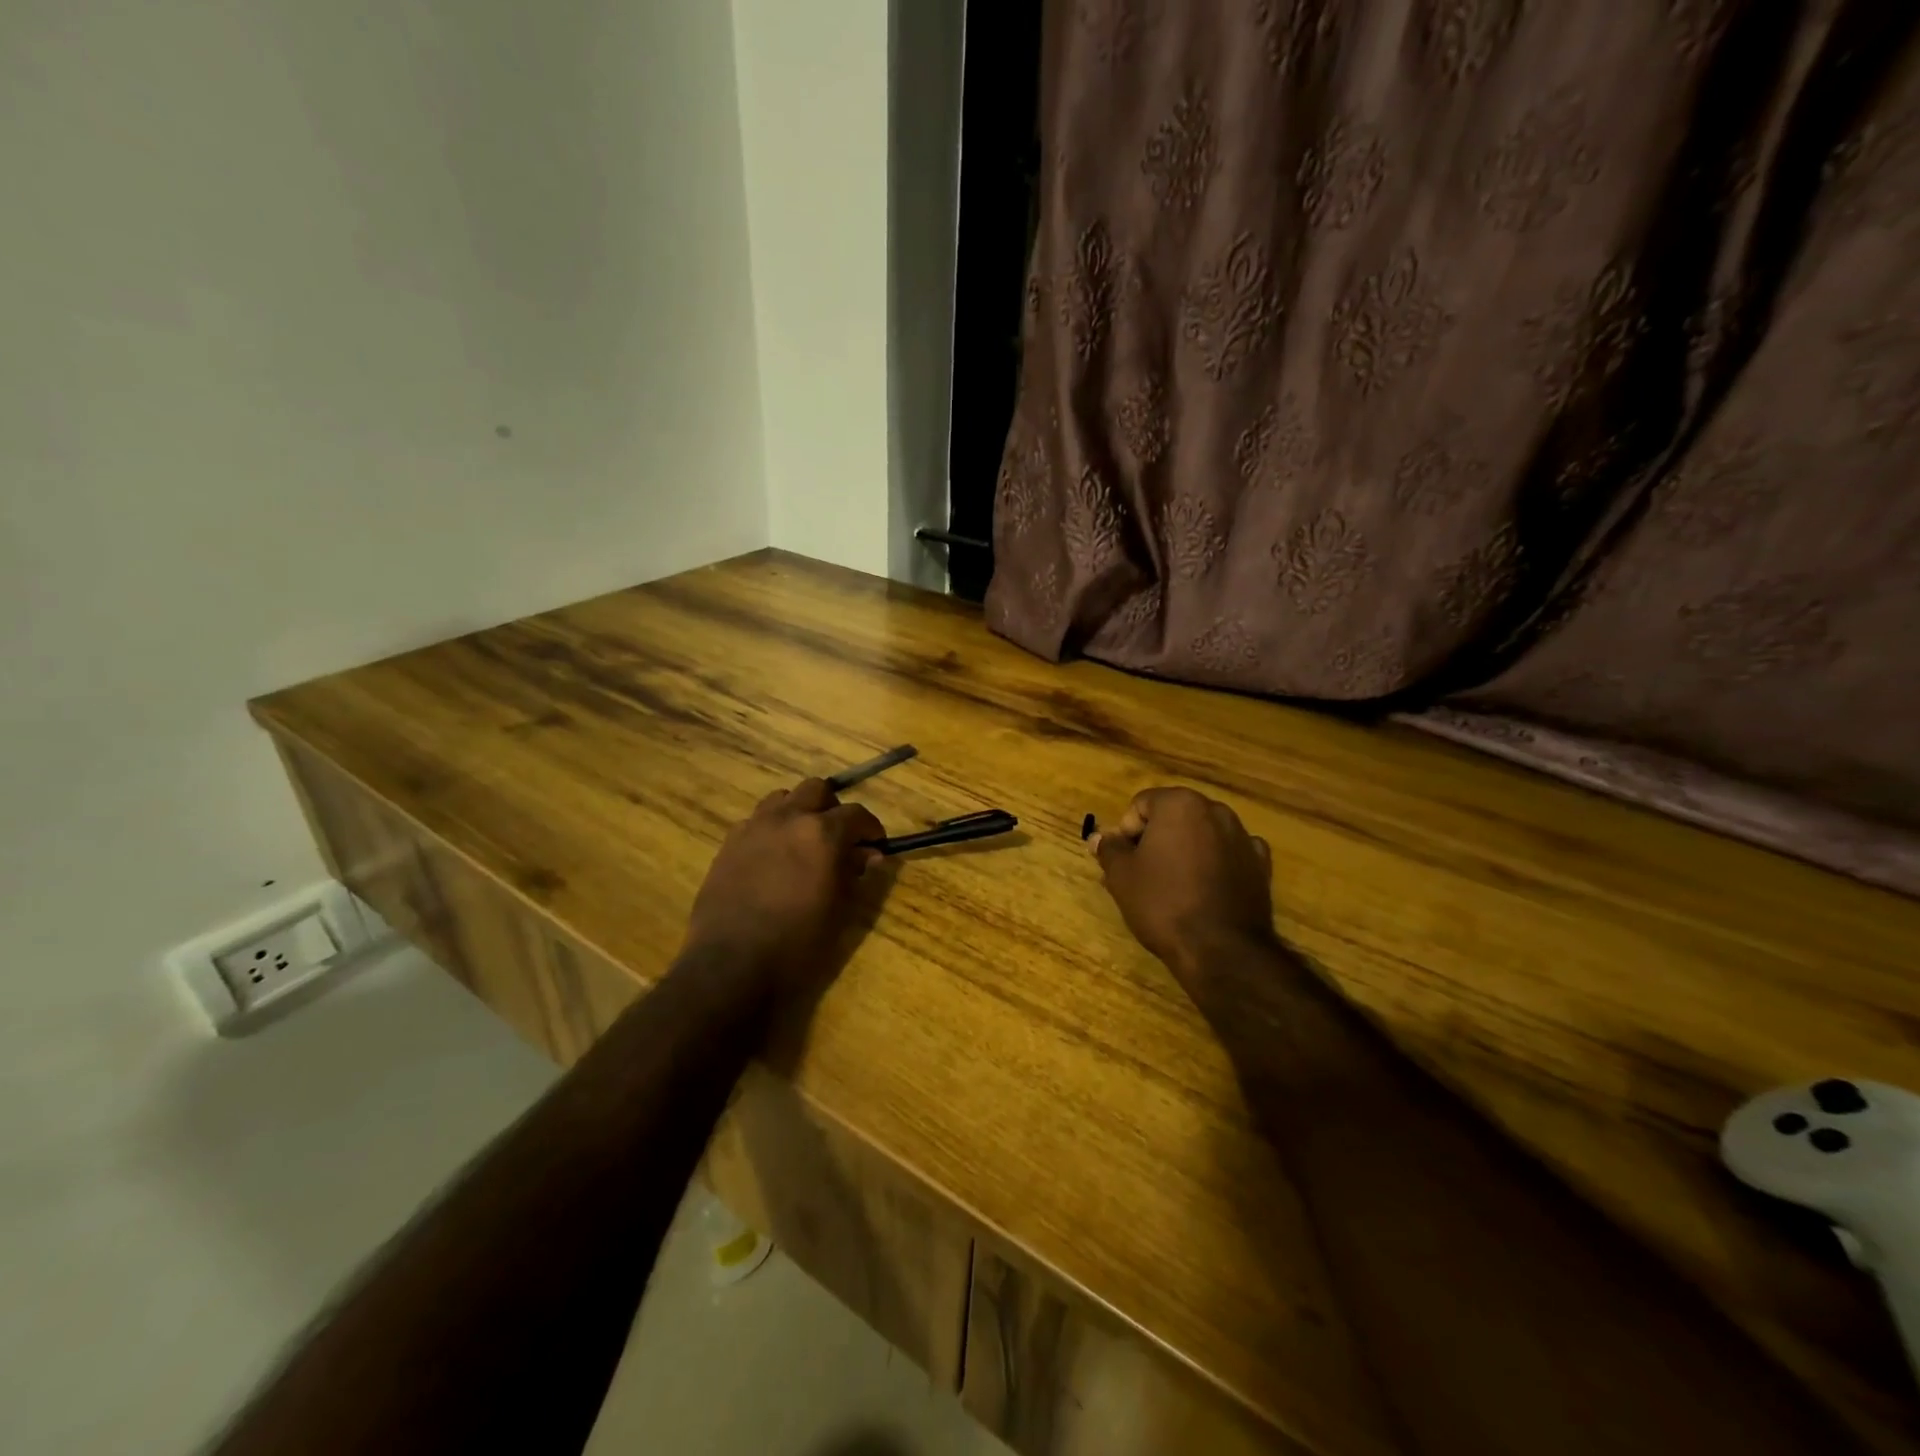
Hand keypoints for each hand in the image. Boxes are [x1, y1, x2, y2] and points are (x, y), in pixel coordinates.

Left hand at [681, 778, 885, 994]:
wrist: (731, 964)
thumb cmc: (797, 943)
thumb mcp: (840, 911)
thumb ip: (858, 874)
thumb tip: (870, 855)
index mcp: (822, 833)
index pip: (857, 814)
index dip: (871, 828)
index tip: (876, 845)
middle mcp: (788, 818)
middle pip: (817, 789)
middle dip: (833, 808)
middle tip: (839, 837)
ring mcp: (754, 827)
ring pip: (783, 798)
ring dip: (799, 811)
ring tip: (803, 841)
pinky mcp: (729, 842)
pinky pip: (756, 820)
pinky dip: (771, 828)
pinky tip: (772, 857)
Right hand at [1092, 787, 1277, 989]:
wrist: (1221, 949)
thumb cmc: (1163, 903)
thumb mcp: (1122, 876)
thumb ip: (1109, 849)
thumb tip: (1100, 837)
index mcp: (1180, 804)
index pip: (1141, 804)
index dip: (1125, 831)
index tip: (1122, 861)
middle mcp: (1216, 811)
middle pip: (1174, 816)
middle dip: (1154, 839)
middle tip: (1140, 873)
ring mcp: (1243, 837)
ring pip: (1202, 835)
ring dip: (1184, 850)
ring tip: (1171, 886)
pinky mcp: (1261, 865)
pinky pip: (1227, 854)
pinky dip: (1214, 864)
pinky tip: (1204, 890)